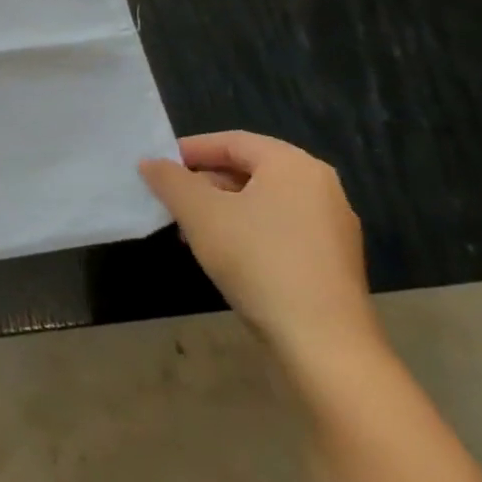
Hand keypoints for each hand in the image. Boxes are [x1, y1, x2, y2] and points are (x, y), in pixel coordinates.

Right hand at [139, 131, 381, 369]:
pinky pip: (278, 227)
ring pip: (261, 201)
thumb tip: (151, 163)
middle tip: (168, 199)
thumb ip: (170, 180)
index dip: (189, 150)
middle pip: (248, 170)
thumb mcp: (200, 213)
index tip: (157, 167)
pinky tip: (221, 253)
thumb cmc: (257, 259)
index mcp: (294, 166)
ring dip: (220, 208)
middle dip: (203, 182)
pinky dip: (244, 229)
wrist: (322, 340)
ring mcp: (331, 225)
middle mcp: (320, 187)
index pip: (232, 142)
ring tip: (187, 229)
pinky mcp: (330, 258)